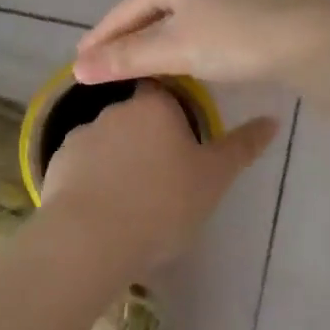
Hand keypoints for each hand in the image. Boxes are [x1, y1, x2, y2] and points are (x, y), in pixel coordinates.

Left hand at [41, 82, 279, 269]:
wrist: (90, 239)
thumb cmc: (163, 203)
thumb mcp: (214, 178)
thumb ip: (241, 147)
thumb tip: (273, 119)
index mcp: (154, 106)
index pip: (165, 90)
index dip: (176, 111)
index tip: (185, 139)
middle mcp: (114, 110)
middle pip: (136, 116)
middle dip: (148, 139)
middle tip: (164, 176)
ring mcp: (80, 137)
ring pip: (108, 142)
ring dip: (119, 160)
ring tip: (132, 199)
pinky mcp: (56, 165)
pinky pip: (82, 167)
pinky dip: (93, 180)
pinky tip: (103, 210)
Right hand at [74, 0, 329, 87]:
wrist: (307, 39)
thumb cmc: (233, 40)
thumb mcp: (174, 50)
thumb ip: (126, 58)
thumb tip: (78, 68)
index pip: (126, 8)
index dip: (101, 35)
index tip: (79, 60)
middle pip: (151, 7)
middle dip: (127, 35)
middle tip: (104, 62)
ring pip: (178, 13)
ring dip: (155, 37)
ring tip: (137, 61)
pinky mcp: (250, 1)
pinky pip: (201, 18)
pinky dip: (183, 37)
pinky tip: (183, 53)